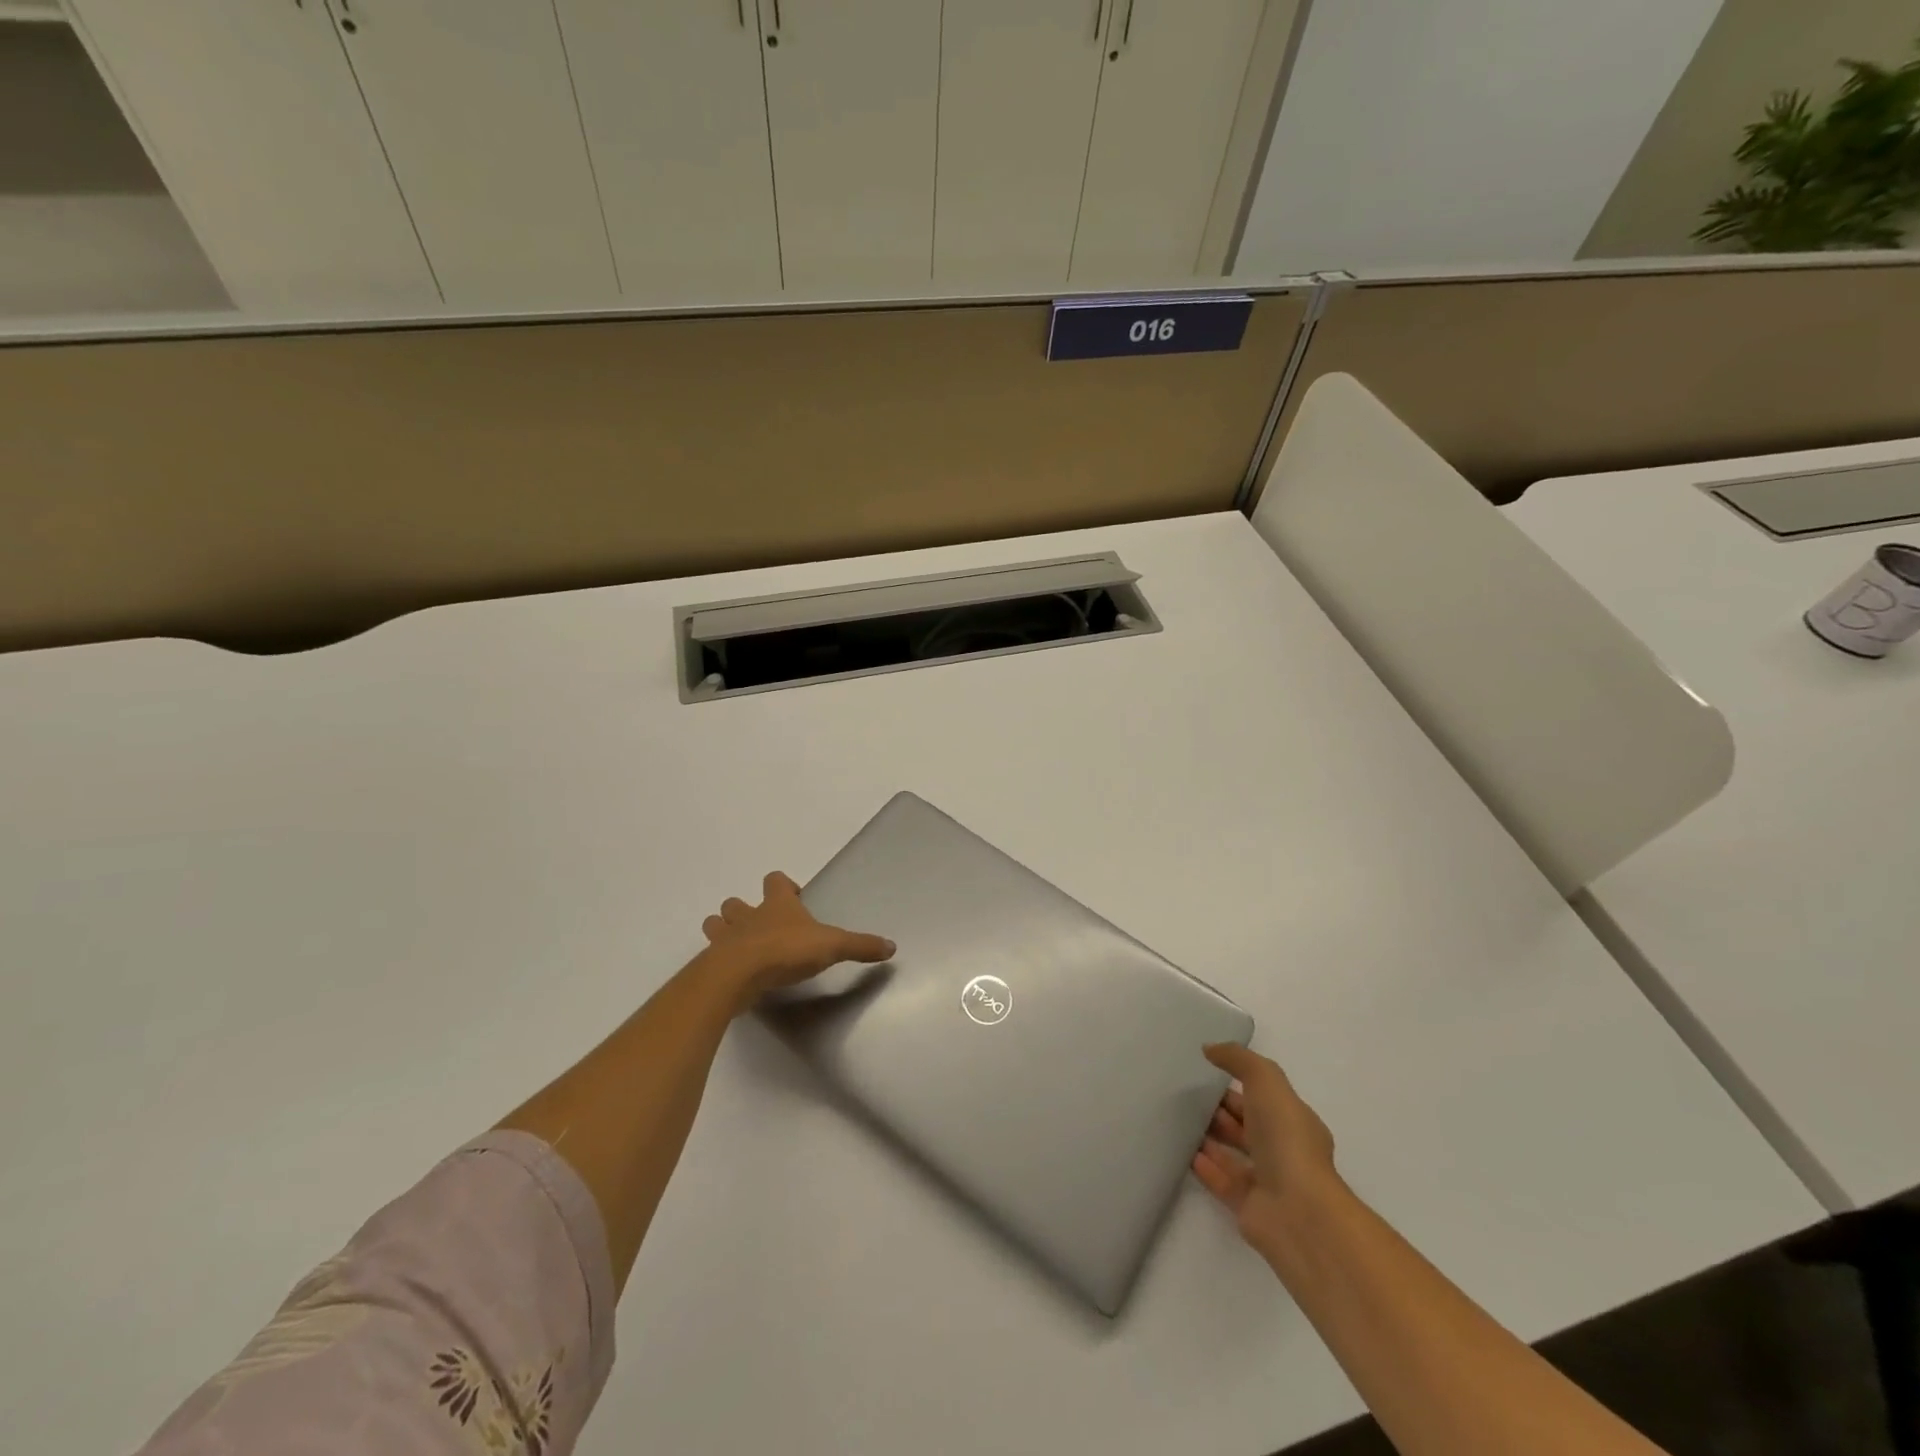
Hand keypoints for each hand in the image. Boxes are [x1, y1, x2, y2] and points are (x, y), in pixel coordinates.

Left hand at [700, 871, 895, 1005]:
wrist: (739, 974)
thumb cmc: (786, 951)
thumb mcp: (832, 946)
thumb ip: (860, 946)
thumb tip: (892, 947)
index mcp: (777, 905)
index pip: (775, 880)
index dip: (782, 885)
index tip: (792, 896)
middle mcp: (748, 916)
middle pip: (736, 903)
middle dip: (743, 909)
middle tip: (760, 924)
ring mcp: (725, 939)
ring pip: (715, 924)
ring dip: (723, 930)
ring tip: (737, 944)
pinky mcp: (712, 963)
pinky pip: (710, 956)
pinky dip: (717, 960)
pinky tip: (731, 972)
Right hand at [1193, 1042, 1341, 1257]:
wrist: (1298, 1213)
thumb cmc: (1286, 1140)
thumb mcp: (1267, 1082)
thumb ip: (1239, 1060)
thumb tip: (1210, 1049)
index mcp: (1294, 1121)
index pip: (1262, 1097)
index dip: (1238, 1084)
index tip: (1206, 1071)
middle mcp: (1282, 1150)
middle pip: (1246, 1125)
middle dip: (1220, 1110)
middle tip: (1186, 1095)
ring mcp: (1267, 1181)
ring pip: (1232, 1152)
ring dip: (1209, 1137)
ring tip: (1178, 1120)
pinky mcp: (1248, 1207)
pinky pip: (1221, 1181)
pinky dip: (1204, 1166)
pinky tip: (1185, 1152)